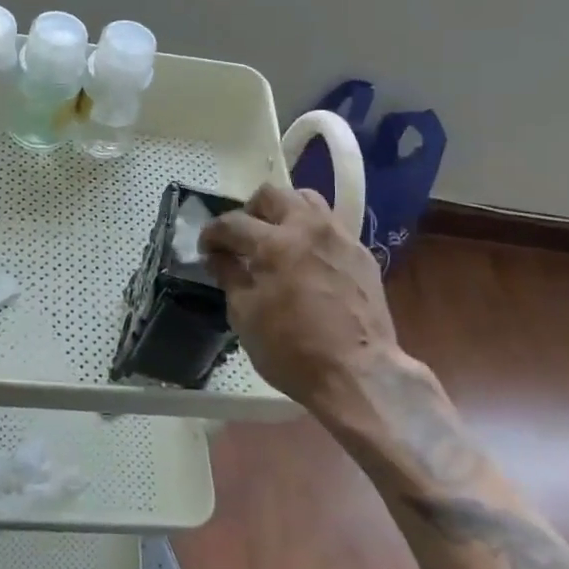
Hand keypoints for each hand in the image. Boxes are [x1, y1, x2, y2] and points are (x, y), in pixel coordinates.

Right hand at [200, 185, 416, 412]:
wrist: (358, 374)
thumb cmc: (292, 350)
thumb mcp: (245, 316)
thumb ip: (230, 277)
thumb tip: (218, 257)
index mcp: (273, 244)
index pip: (232, 223)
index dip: (212, 233)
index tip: (207, 248)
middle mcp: (308, 228)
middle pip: (273, 194)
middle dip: (250, 211)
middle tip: (243, 237)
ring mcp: (340, 237)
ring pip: (308, 200)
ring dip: (285, 212)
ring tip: (277, 239)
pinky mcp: (361, 253)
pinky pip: (331, 227)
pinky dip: (311, 234)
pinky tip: (307, 261)